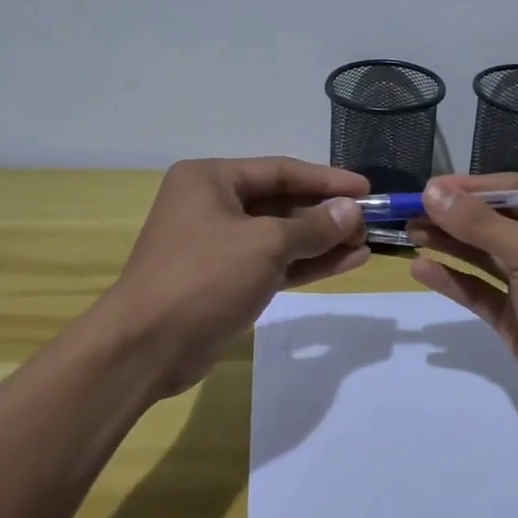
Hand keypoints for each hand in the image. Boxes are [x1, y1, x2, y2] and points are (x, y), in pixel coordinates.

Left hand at [99, 157, 368, 400]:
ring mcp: (218, 245)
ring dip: (322, 241)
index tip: (366, 188)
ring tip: (365, 244)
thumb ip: (313, 226)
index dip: (326, 179)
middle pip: (281, 203)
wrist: (147, 347)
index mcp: (211, 180)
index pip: (280, 171)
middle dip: (326, 214)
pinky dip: (306, 264)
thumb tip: (352, 211)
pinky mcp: (226, 281)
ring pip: (280, 237)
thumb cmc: (204, 277)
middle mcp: (212, 205)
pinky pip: (273, 264)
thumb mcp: (265, 244)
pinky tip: (345, 262)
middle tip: (369, 222)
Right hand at [408, 173, 517, 437]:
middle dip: (453, 216)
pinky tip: (422, 270)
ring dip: (449, 243)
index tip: (428, 189)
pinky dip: (453, 279)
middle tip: (408, 212)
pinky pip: (480, 290)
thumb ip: (479, 223)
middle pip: (494, 221)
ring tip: (409, 233)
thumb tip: (432, 191)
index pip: (513, 190)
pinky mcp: (517, 318)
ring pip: (484, 255)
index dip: (471, 187)